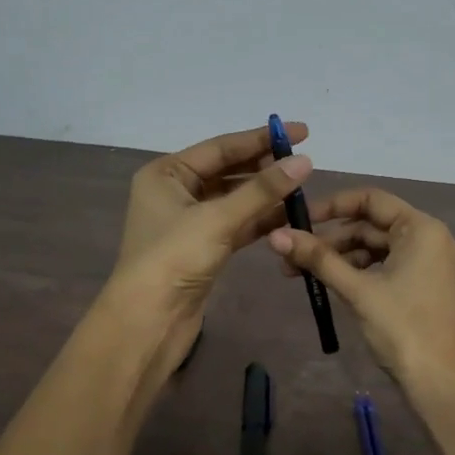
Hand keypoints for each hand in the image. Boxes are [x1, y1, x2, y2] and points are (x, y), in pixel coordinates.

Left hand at [107, 121, 314, 376]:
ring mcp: (189, 222)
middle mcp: (176, 192)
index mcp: (167, 174)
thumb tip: (304, 161)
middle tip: (305, 162)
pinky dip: (260, 220)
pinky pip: (237, 225)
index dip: (262, 138)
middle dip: (265, 167)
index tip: (302, 132)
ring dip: (266, 196)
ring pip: (235, 200)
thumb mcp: (218, 218)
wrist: (148, 321)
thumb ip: (262, 189)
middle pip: (228, 171)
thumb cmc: (174, 258)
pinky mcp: (203, 248)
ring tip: (304, 189)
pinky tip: (290, 216)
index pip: (221, 147)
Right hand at [265, 188, 454, 454]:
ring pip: (378, 249)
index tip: (299, 220)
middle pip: (372, 225)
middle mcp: (432, 238)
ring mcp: (432, 264)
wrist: (444, 384)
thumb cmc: (403, 328)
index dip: (332, 206)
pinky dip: (361, 273)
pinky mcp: (428, 287)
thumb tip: (275, 236)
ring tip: (303, 276)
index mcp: (422, 229)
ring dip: (342, 258)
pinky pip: (389, 267)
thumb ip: (318, 259)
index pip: (371, 200)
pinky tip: (333, 286)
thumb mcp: (357, 290)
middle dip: (331, 240)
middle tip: (292, 258)